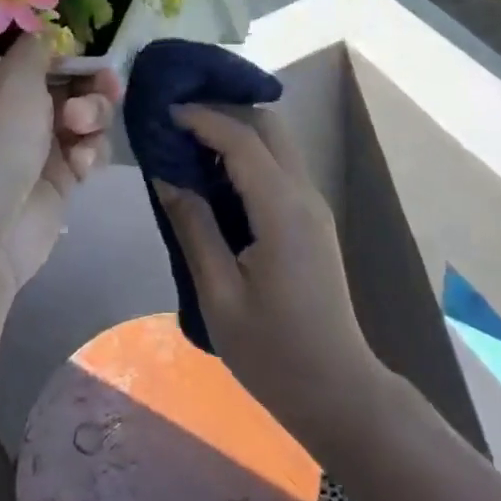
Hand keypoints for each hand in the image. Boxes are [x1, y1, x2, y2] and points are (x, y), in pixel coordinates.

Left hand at [0, 36, 119, 300]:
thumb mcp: (12, 79)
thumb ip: (38, 49)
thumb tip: (48, 33)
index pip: (40, 54)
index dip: (70, 53)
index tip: (92, 56)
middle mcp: (12, 109)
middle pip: (70, 82)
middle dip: (91, 85)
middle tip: (107, 89)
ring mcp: (36, 145)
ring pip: (86, 115)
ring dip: (94, 117)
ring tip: (81, 132)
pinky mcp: (57, 179)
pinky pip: (88, 150)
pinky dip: (90, 152)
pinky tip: (81, 165)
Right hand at [154, 104, 385, 448]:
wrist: (336, 389)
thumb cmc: (271, 351)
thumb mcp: (218, 294)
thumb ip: (193, 227)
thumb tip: (166, 176)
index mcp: (281, 209)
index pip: (241, 139)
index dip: (202, 118)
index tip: (164, 112)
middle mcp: (303, 194)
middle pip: (268, 127)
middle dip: (223, 111)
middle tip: (177, 120)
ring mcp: (313, 205)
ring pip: (277, 143)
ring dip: (237, 131)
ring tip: (189, 141)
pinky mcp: (312, 220)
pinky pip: (279, 167)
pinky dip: (248, 155)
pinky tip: (216, 174)